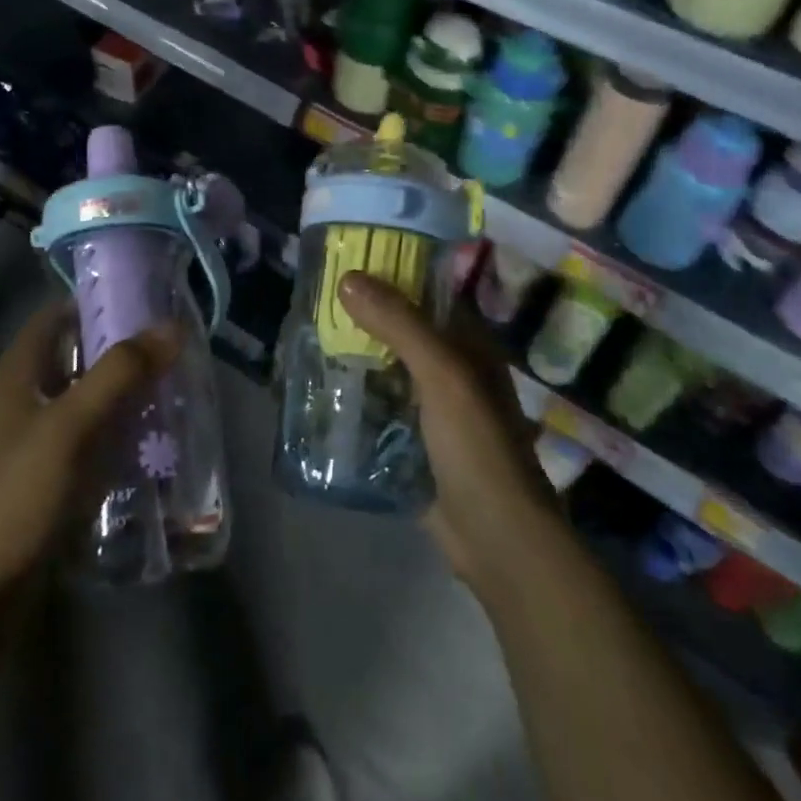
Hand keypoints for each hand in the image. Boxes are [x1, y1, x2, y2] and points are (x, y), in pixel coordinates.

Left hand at [0, 303, 179, 594]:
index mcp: (18, 371)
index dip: (100, 300)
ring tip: (175, 384)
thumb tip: (171, 326)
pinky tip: (155, 433)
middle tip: (174, 346)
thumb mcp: (71, 425)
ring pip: (88, 394)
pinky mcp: (50, 469)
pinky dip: (120, 426)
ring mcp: (37, 434)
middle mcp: (25, 394)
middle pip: (78, 353)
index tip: (150, 300)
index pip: (59, 314)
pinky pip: (92, 432)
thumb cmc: (20, 492)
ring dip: (126, 389)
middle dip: (123, 348)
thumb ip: (120, 373)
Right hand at [338, 272, 558, 587]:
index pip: (429, 293)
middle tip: (313, 301)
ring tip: (305, 338)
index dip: (394, 274)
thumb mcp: (444, 377)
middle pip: (402, 330)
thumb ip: (400, 325)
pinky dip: (353, 396)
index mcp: (470, 346)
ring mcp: (432, 408)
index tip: (347, 261)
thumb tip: (348, 278)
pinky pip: (378, 406)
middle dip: (362, 317)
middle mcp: (452, 370)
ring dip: (354, 356)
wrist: (495, 538)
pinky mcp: (412, 441)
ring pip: (386, 368)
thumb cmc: (478, 448)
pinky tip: (317, 388)